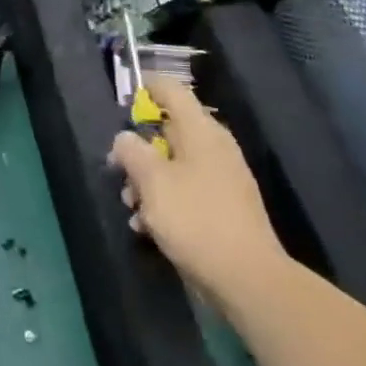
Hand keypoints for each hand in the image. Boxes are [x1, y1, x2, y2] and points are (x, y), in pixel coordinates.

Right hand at [108, 75, 289, 299]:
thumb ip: (132, 152)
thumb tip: (125, 138)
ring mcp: (221, 178)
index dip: (147, 87)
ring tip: (131, 208)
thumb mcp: (152, 182)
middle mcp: (214, 147)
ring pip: (174, 164)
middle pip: (169, 131)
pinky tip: (148, 228)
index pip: (172, 91)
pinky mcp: (223, 207)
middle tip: (118, 169)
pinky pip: (186, 190)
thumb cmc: (195, 219)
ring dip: (148, 181)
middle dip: (139, 149)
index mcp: (201, 131)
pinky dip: (165, 201)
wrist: (247, 278)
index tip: (124, 98)